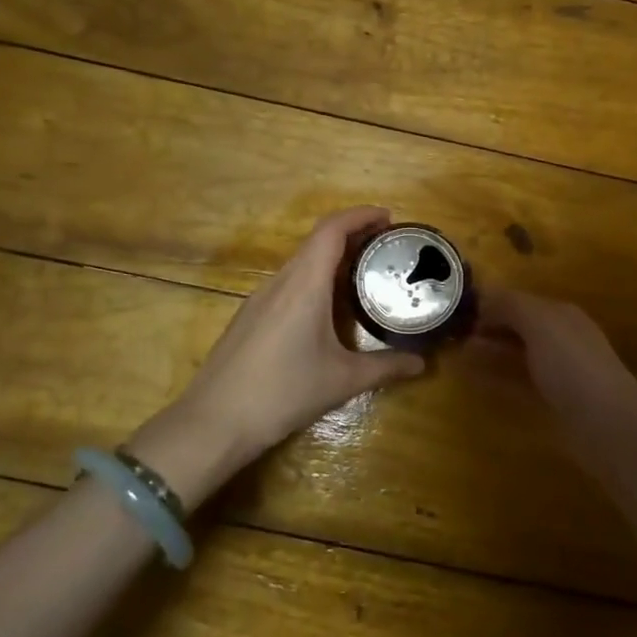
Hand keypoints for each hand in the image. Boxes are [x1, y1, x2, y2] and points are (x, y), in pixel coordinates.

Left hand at [143, 208, 425, 489]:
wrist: (214, 421)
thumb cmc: (283, 392)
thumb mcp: (342, 380)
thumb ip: (385, 367)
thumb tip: (421, 363)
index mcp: (304, 285)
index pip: (331, 230)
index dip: (360, 215)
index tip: (388, 217)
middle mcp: (280, 282)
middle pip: (317, 241)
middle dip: (352, 235)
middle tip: (386, 247)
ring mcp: (260, 299)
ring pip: (301, 262)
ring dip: (332, 258)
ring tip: (363, 272)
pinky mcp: (250, 317)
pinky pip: (288, 283)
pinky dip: (314, 278)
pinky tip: (328, 306)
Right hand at [475, 287, 636, 430]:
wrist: (606, 422)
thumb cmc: (572, 364)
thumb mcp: (540, 322)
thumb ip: (511, 305)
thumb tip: (484, 297)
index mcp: (561, 314)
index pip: (521, 300)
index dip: (492, 303)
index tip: (459, 312)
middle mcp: (562, 338)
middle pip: (520, 327)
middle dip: (490, 328)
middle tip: (454, 334)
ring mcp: (560, 371)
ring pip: (519, 354)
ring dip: (491, 352)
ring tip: (459, 354)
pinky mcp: (555, 401)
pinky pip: (519, 382)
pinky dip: (497, 377)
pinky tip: (477, 380)